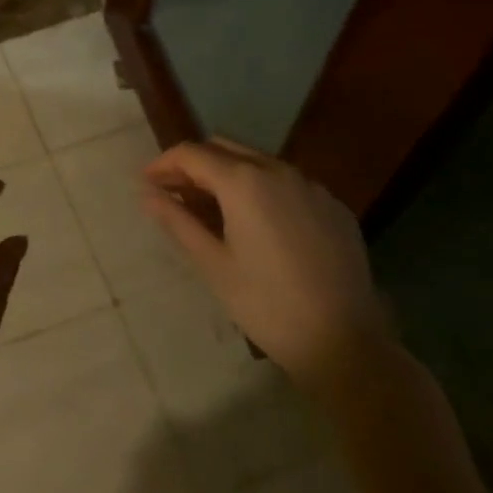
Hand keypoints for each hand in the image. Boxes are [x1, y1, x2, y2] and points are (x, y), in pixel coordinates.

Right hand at [142, 138, 387, 385]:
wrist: (347, 344)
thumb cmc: (268, 305)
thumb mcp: (213, 264)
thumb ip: (177, 220)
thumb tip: (146, 193)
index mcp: (244, 181)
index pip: (192, 154)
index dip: (163, 164)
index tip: (146, 183)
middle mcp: (278, 170)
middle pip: (223, 148)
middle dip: (194, 164)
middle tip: (173, 193)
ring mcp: (311, 186)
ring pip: (257, 162)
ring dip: (227, 174)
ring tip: (211, 208)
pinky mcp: (333, 206)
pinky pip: (287, 183)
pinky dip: (261, 190)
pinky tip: (258, 224)